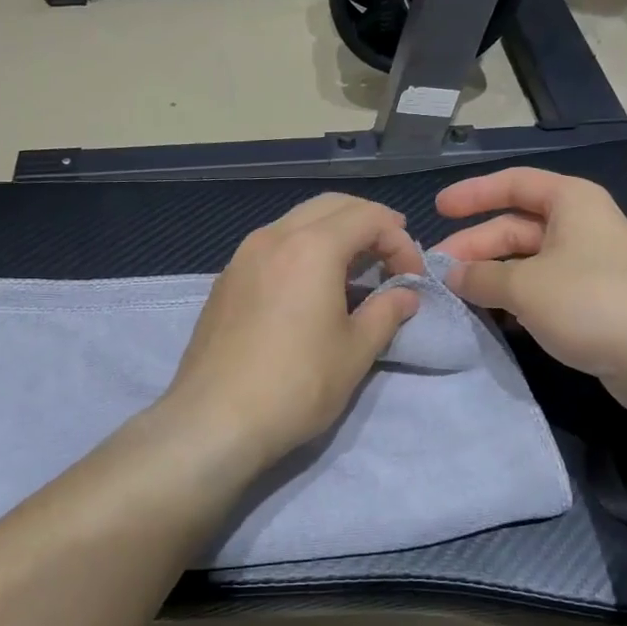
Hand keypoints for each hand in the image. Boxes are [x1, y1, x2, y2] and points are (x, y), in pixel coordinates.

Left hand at [164, 194, 423, 468]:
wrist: (214, 419)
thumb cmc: (297, 384)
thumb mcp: (355, 351)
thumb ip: (386, 313)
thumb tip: (405, 295)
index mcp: (312, 246)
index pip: (368, 217)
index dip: (400, 241)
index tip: (411, 278)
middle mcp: (274, 236)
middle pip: (331, 206)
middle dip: (367, 223)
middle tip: (390, 256)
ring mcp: (242, 256)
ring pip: (297, 221)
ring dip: (333, 233)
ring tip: (354, 270)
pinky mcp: (226, 280)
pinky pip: (272, 245)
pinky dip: (302, 249)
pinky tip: (310, 287)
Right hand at [435, 168, 626, 414]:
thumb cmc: (590, 301)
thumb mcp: (525, 285)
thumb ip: (481, 276)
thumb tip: (452, 274)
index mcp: (570, 201)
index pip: (513, 184)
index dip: (473, 194)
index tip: (438, 209)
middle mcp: (581, 225)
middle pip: (516, 227)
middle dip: (475, 247)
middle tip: (439, 271)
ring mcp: (589, 264)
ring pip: (527, 261)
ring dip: (492, 276)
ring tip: (457, 295)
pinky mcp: (593, 300)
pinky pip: (542, 289)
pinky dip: (515, 298)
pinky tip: (491, 317)